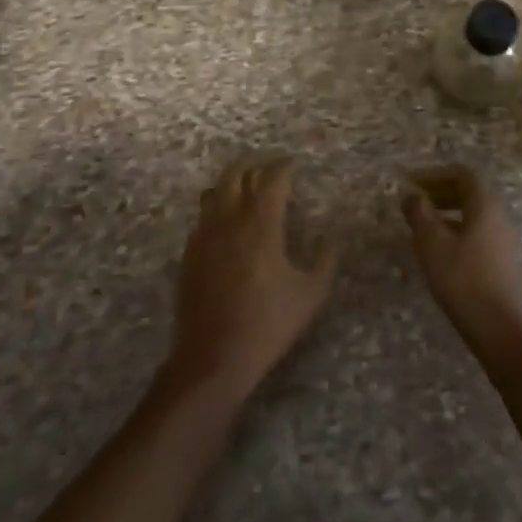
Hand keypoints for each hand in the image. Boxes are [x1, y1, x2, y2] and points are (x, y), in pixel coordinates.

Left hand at [167, 157, 337, 402]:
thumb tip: (333, 238)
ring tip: (245, 187)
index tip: (294, 164)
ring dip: (230, 183)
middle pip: (235, 174)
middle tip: (268, 166)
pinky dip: (215, 209)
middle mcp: (229, 221)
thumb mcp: (310, 295)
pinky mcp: (189, 255)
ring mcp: (204, 237)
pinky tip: (225, 224)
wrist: (213, 358)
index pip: (272, 179)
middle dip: (253, 163)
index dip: (284, 166)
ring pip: (213, 192)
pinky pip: (202, 218)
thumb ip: (325, 261)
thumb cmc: (268, 324)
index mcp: (261, 225)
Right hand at [403, 165, 521, 349]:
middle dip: (440, 193)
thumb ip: (419, 213)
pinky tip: (442, 253)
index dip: (434, 174)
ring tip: (423, 229)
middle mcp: (499, 216)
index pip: (461, 174)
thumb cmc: (461, 277)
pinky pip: (478, 234)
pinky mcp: (504, 262)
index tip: (411, 183)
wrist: (497, 326)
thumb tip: (411, 196)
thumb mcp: (431, 242)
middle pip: (469, 193)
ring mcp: (504, 240)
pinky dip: (457, 232)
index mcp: (484, 204)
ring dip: (447, 214)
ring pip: (473, 215)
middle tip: (416, 204)